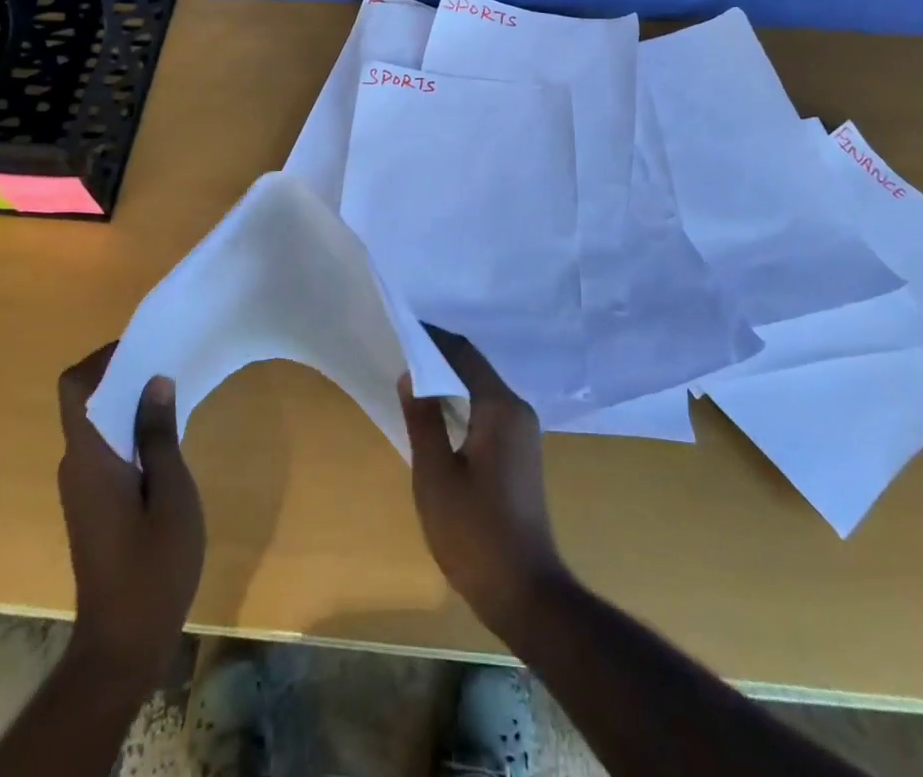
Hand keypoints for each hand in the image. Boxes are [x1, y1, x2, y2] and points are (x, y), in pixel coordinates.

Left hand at [55, 343, 204, 692]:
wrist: (124, 643)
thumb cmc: (153, 565)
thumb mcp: (171, 493)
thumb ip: (159, 434)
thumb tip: (154, 381)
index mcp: (90, 457)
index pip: (74, 387)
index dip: (103, 358)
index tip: (145, 346)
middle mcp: (76, 465)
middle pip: (86, 400)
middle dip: (123, 374)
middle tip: (169, 361)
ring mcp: (82, 487)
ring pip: (97, 424)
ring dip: (129, 402)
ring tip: (174, 392)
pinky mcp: (93, 504)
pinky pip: (106, 448)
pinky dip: (130, 430)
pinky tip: (166, 436)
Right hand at [397, 326, 568, 637]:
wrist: (525, 593)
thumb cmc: (474, 532)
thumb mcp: (435, 475)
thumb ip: (423, 420)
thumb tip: (410, 375)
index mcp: (500, 407)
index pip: (463, 353)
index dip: (431, 338)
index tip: (400, 329)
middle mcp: (517, 410)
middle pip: (474, 368)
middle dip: (437, 358)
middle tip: (398, 354)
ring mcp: (522, 433)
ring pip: (480, 390)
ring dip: (448, 382)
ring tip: (409, 382)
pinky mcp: (519, 453)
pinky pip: (487, 412)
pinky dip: (460, 405)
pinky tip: (435, 418)